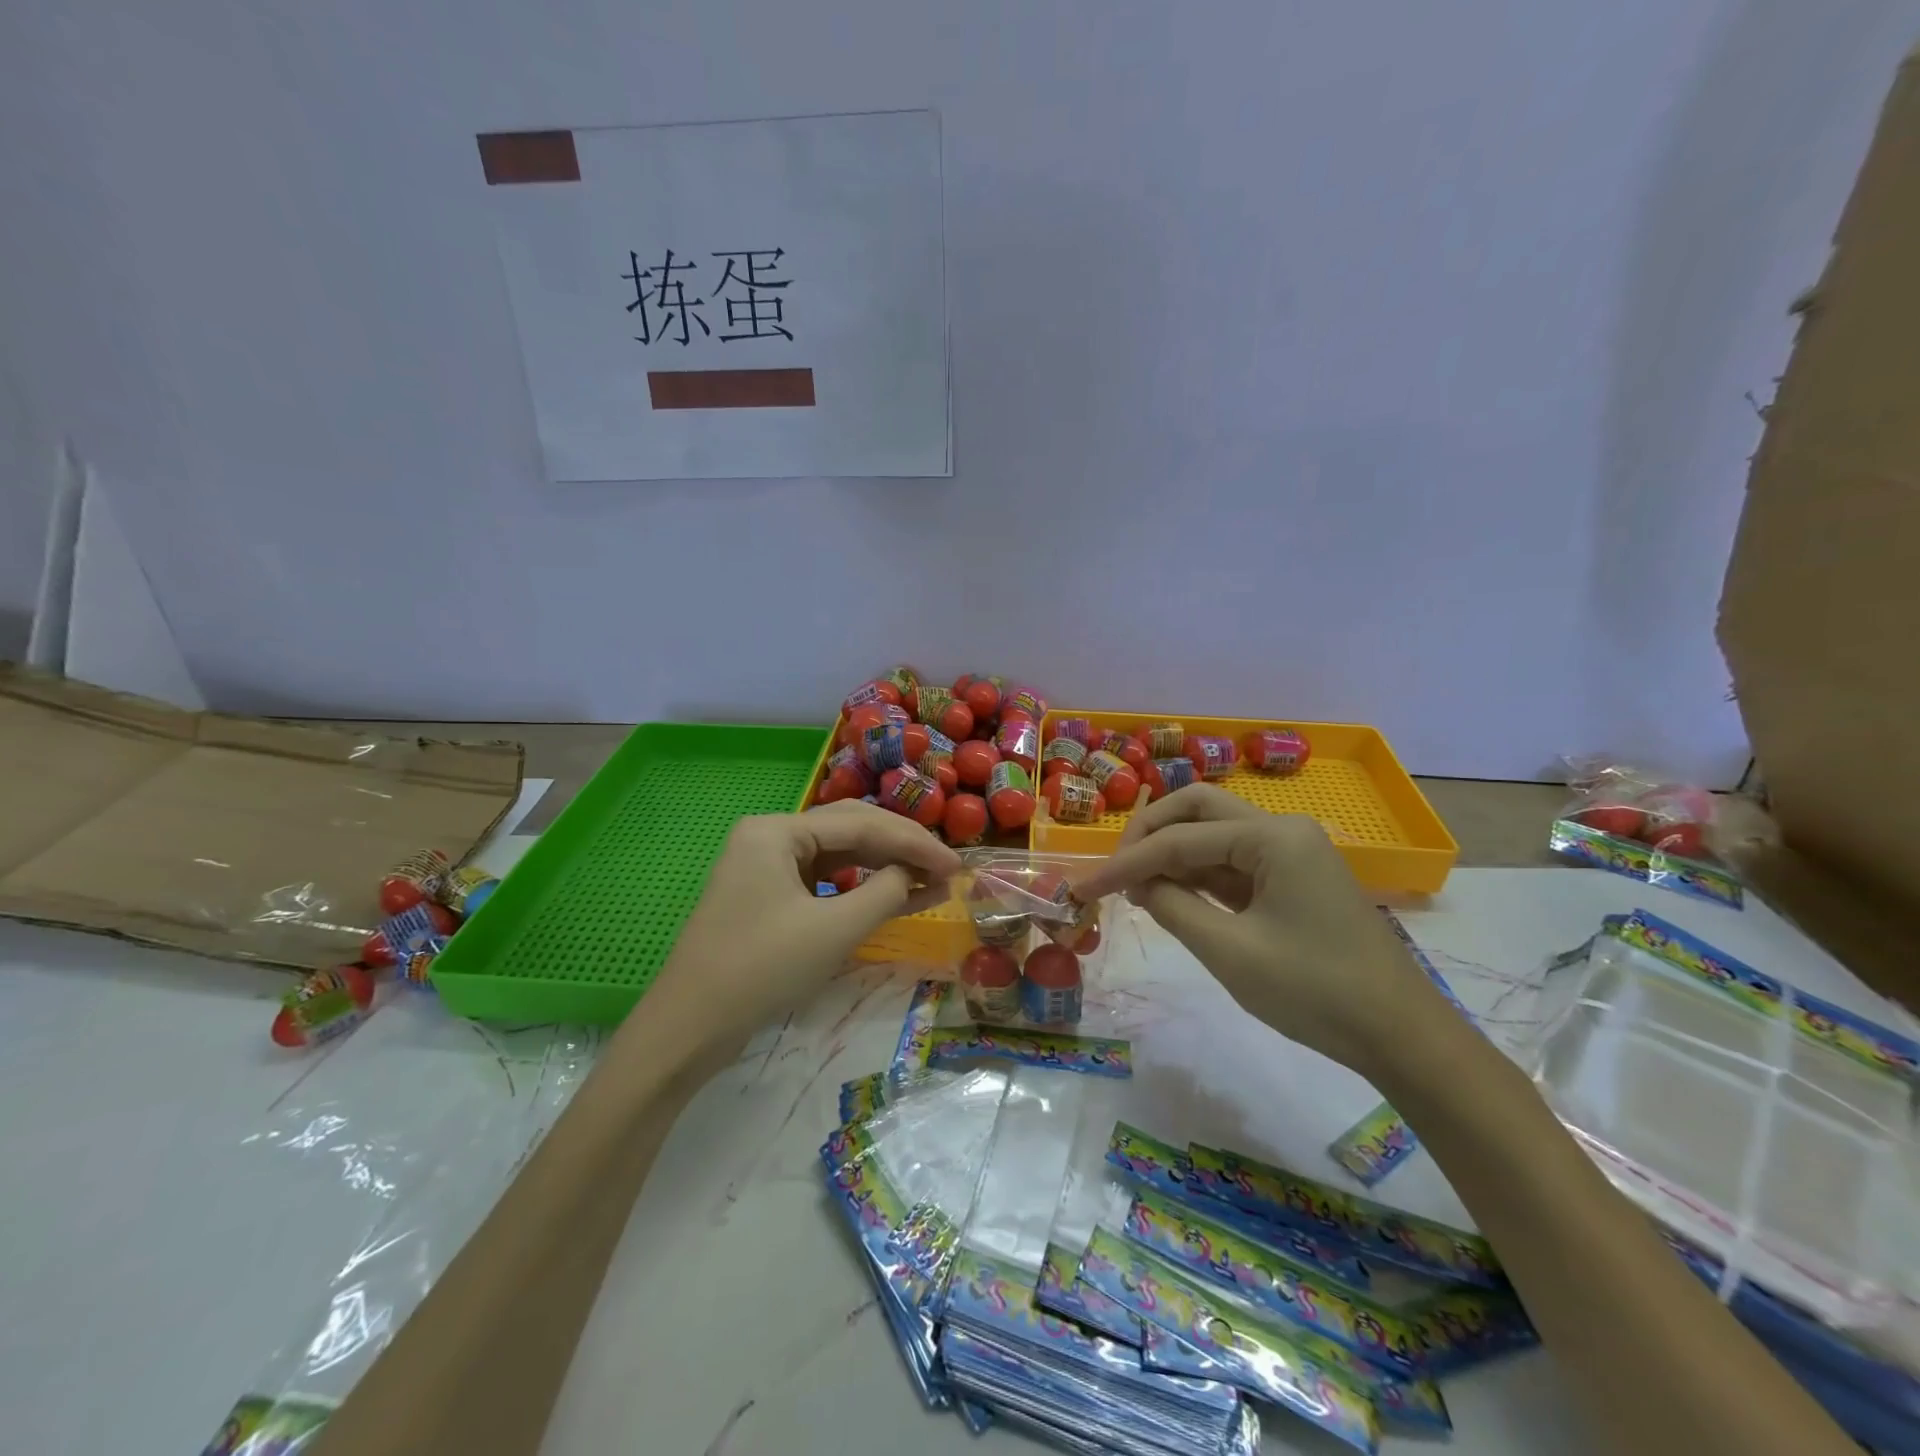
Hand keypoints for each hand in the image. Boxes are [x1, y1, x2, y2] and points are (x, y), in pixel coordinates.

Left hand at [643, 801, 961, 1054]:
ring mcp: (767, 866)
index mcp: (777, 829)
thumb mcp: (834, 930)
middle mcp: (770, 836)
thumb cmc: (762, 969)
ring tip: (931, 883)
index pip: (860, 824)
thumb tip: (915, 874)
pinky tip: (894, 898)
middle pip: (850, 831)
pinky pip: (824, 882)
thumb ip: (885, 892)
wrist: (689, 1029)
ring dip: (884, 868)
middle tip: (947, 869)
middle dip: (901, 849)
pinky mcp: (769, 896)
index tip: (957, 864)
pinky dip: (860, 890)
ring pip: (839, 856)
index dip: (914, 843)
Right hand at [1075, 785, 1445, 1073]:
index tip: (1083, 888)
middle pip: (1197, 809)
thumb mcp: (1230, 952)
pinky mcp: (1291, 879)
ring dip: (1170, 853)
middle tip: (1116, 871)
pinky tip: (1168, 895)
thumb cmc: (1316, 992)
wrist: (1401, 1037)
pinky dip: (1196, 874)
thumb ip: (1173, 908)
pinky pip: (1232, 862)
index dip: (1125, 863)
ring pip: (1213, 834)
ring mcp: (1290, 853)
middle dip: (1149, 834)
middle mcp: (1281, 830)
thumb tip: (1138, 884)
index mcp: (1273, 837)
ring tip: (1132, 889)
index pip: (1179, 839)